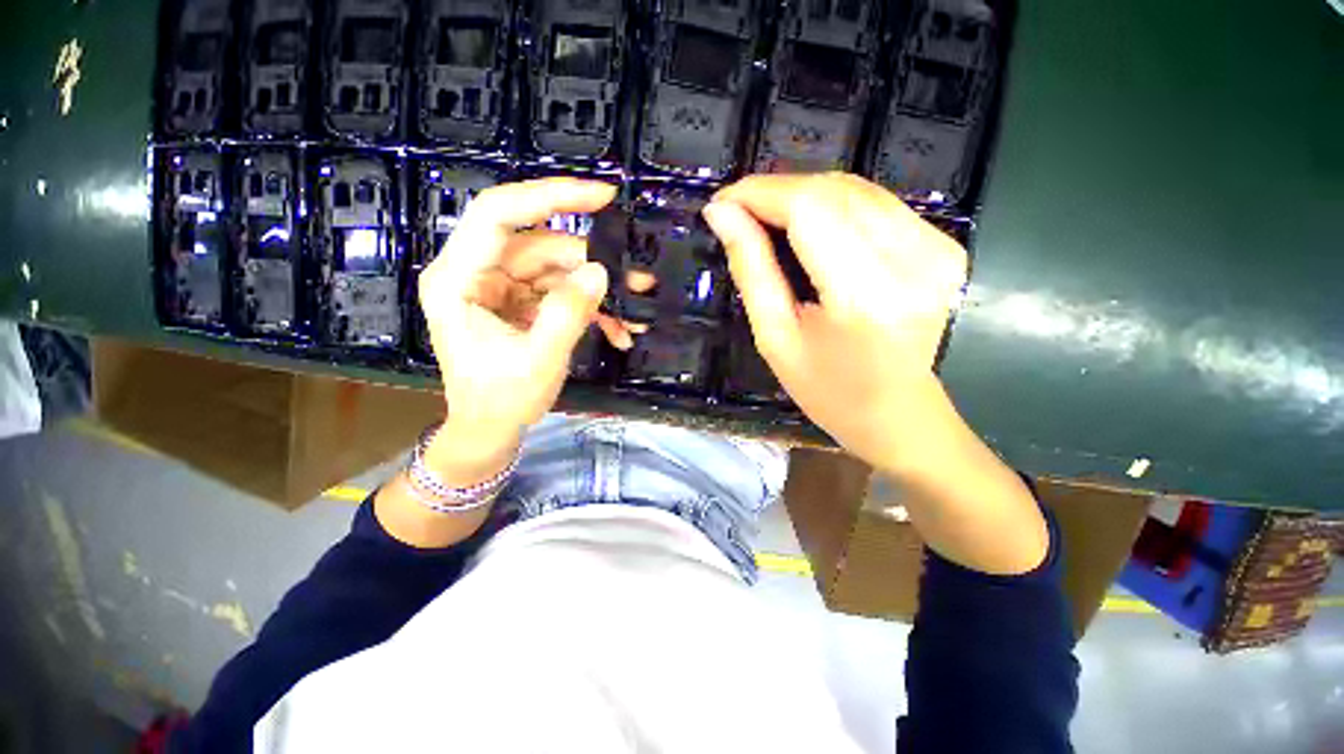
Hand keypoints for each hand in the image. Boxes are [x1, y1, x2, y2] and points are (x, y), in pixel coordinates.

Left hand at [417, 177, 617, 480]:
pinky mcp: (521, 303)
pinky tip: (618, 330)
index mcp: (459, 279)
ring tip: (636, 313)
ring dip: (598, 291)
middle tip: (638, 280)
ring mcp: (501, 288)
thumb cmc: (500, 401)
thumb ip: (568, 312)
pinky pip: (561, 292)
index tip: (601, 196)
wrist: (490, 431)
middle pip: (541, 246)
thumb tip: (600, 271)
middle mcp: (477, 273)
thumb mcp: (539, 359)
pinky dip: (591, 309)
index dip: (549, 196)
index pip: (498, 214)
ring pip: (558, 270)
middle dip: (592, 263)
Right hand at [706, 173, 1047, 574]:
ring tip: (765, 217)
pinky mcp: (943, 244)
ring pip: (856, 188)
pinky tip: (807, 224)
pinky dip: (833, 204)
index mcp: (865, 296)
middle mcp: (911, 260)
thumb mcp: (775, 339)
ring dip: (803, 194)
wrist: (902, 417)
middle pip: (834, 189)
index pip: (810, 208)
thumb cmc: (830, 393)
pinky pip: (877, 203)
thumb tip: (721, 214)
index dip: (760, 193)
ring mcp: (937, 248)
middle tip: (738, 211)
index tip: (722, 202)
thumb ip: (751, 270)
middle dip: (777, 191)